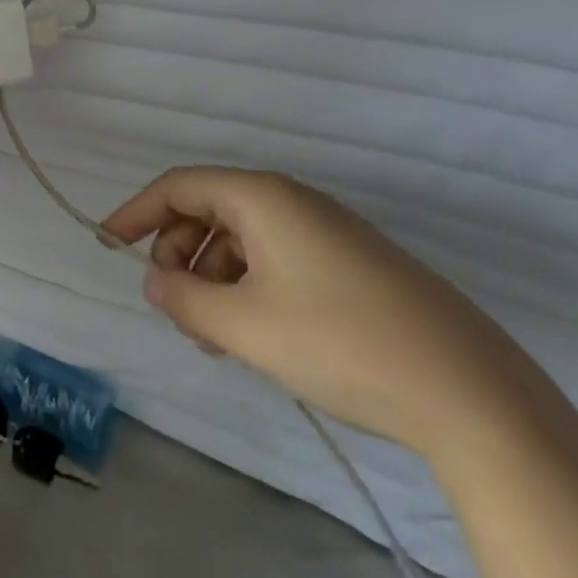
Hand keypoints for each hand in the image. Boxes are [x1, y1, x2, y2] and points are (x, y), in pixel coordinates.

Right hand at [101, 167, 534, 457]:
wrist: (469, 392)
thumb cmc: (339, 342)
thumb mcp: (244, 326)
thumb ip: (185, 299)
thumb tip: (156, 282)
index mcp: (261, 197)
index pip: (179, 186)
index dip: (137, 212)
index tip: (108, 244)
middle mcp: (292, 200)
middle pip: (210, 209)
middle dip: (179, 253)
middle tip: (173, 307)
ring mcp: (327, 230)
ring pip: (244, 238)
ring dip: (213, 276)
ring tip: (212, 335)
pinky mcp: (352, 263)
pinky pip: (277, 258)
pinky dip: (249, 285)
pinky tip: (254, 334)